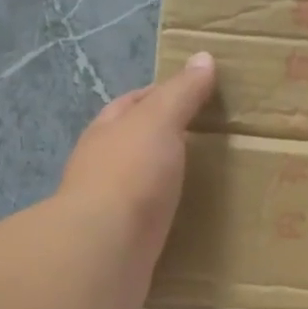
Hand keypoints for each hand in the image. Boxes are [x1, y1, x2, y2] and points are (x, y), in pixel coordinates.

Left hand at [59, 52, 215, 308]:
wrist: (105, 250)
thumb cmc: (130, 175)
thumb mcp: (159, 122)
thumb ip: (180, 93)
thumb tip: (202, 58)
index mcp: (106, 132)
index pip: (131, 103)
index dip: (160, 94)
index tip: (196, 97)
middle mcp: (101, 167)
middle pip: (133, 144)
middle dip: (162, 140)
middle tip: (207, 142)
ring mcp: (108, 208)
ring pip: (139, 185)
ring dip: (163, 181)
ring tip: (203, 182)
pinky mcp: (121, 243)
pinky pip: (148, 222)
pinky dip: (165, 217)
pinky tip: (188, 222)